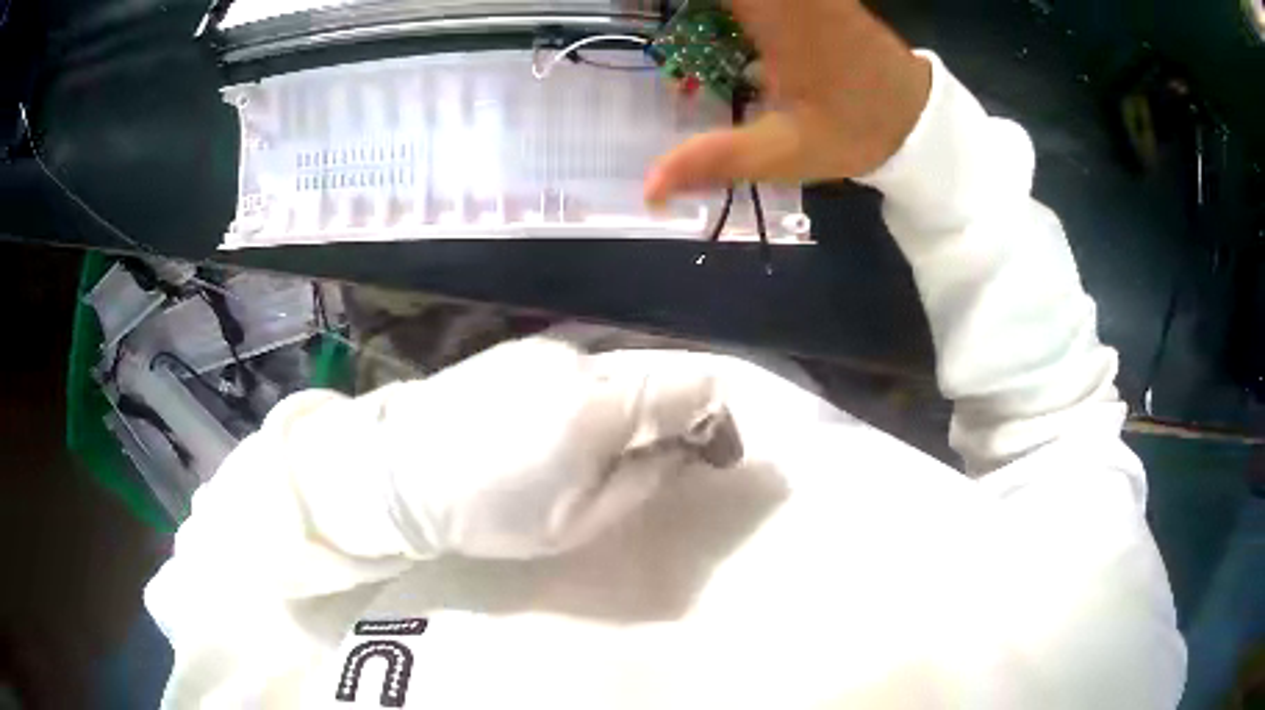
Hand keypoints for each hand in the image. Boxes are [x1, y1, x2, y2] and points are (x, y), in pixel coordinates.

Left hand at [376, 337, 741, 558]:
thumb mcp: (577, 523)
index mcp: (602, 406)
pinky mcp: (523, 346)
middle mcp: (582, 359)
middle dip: (680, 412)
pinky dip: (604, 386)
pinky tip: (577, 419)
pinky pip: (587, 358)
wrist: (401, 470)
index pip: (695, 386)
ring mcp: (549, 346)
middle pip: (663, 369)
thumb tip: (680, 450)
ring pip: (624, 361)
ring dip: (639, 398)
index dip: (718, 419)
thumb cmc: (491, 511)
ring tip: (615, 444)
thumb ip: (643, 481)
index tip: (716, 456)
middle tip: (670, 454)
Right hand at [644, 0, 932, 204]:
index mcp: (777, 15)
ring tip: (684, 22)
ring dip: (709, 7)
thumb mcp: (784, 153)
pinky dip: (735, 6)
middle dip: (689, 7)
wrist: (920, 117)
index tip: (637, 11)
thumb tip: (647, 188)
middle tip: (659, 21)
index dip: (677, 3)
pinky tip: (720, 21)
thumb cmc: (855, 131)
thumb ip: (714, 160)